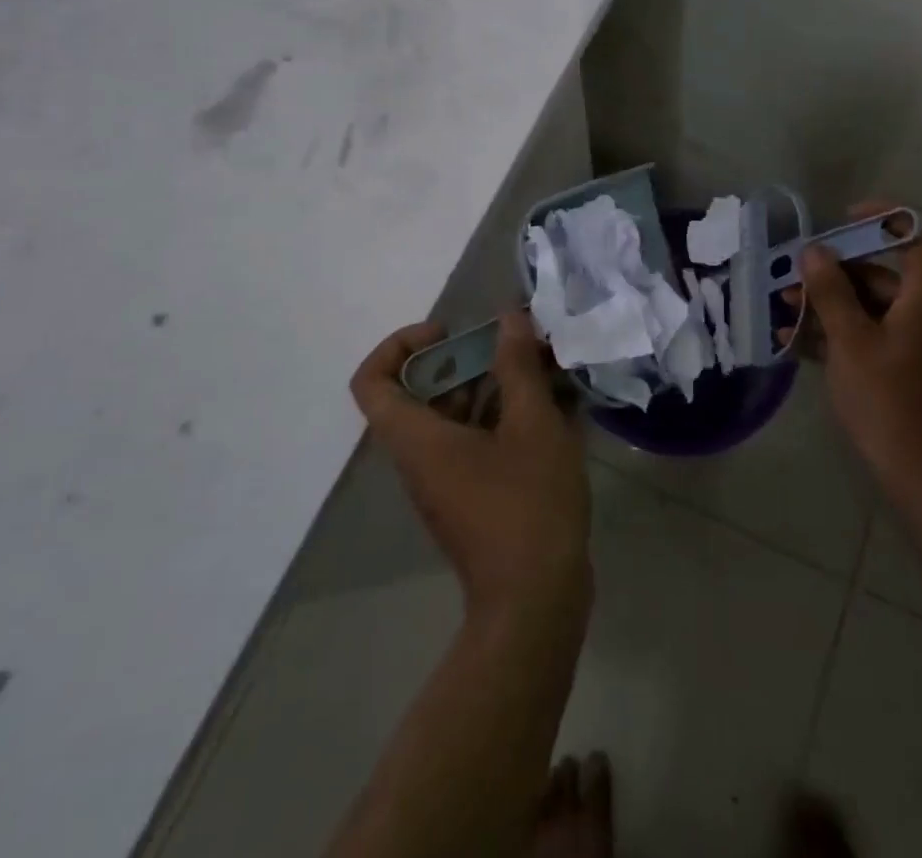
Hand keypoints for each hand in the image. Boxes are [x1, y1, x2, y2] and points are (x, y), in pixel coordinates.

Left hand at [351, 310, 591, 620]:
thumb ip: (517, 366)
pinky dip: (502, 418)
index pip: (372, 380)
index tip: (448, 332)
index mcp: (417, 438)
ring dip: (490, 386)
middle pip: (419, 393)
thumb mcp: (532, 424)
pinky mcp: (471, 499)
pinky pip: (474, 442)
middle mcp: (420, 458)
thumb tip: (509, 318)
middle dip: (463, 359)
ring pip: (452, 417)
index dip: (400, 344)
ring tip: (539, 370)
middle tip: (509, 347)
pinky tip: (550, 410)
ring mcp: (445, 481)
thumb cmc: (527, 505)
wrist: (536, 602)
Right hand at [784, 201, 921, 514]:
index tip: (842, 221)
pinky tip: (799, 344)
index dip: (886, 215)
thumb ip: (832, 293)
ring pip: (873, 306)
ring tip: (784, 313)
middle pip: (885, 271)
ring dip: (830, 304)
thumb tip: (815, 251)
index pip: (921, 231)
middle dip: (834, 271)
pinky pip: (874, 336)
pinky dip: (840, 333)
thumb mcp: (851, 344)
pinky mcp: (910, 370)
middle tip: (791, 280)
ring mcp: (921, 343)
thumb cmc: (889, 404)